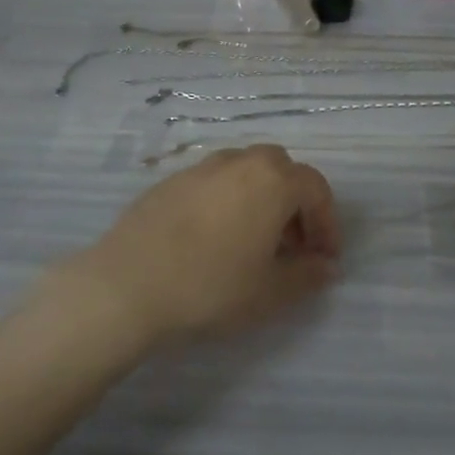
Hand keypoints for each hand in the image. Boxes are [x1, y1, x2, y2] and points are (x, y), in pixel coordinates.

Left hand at [64, 145, 340, 346]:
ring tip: (252, 242)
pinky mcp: (171, 180)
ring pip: (246, 171)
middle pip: (281, 170)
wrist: (127, 284)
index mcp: (272, 181)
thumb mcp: (269, 292)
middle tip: (290, 246)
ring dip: (260, 198)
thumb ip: (306, 275)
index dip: (327, 222)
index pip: (316, 189)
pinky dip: (227, 200)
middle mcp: (241, 162)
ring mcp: (202, 167)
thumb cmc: (210, 287)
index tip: (324, 258)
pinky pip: (214, 182)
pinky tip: (212, 238)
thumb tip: (326, 266)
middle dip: (294, 204)